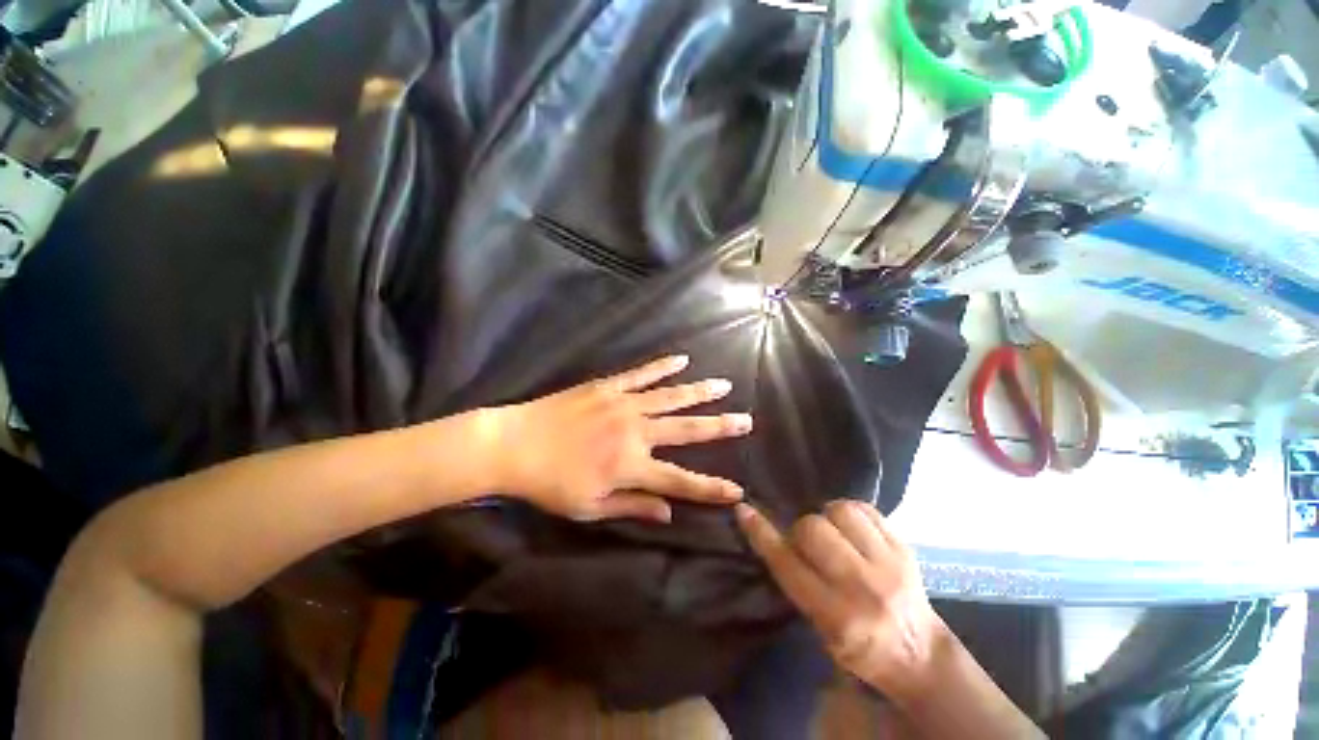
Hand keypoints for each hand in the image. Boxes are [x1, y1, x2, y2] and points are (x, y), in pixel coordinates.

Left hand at [489, 355, 752, 522]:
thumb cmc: (550, 483)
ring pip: (671, 396)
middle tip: (746, 420)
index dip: (710, 488)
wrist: (514, 444)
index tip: (737, 491)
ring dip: (699, 391)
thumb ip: (633, 506)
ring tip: (724, 384)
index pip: (681, 481)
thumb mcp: (590, 506)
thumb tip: (669, 513)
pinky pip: (642, 374)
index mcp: (631, 466)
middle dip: (719, 426)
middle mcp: (636, 432)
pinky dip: (662, 366)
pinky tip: (681, 359)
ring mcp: (624, 404)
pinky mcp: (609, 386)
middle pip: (687, 429)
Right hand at [735, 500, 946, 697]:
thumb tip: (771, 535)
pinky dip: (851, 512)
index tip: (744, 510)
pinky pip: (866, 509)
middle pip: (813, 529)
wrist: (920, 655)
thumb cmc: (861, 649)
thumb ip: (797, 582)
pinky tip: (851, 527)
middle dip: (801, 530)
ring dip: (827, 516)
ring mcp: (889, 564)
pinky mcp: (905, 548)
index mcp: (837, 616)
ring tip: (832, 531)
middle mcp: (863, 587)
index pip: (788, 564)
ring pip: (840, 511)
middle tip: (807, 542)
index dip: (761, 534)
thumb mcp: (821, 630)